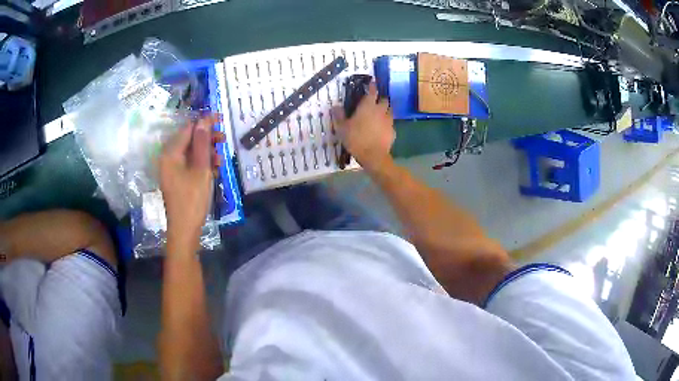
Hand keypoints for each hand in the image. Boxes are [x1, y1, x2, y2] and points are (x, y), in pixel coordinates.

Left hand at [159, 115, 221, 247]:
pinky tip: (213, 169)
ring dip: (206, 152)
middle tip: (223, 139)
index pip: (188, 129)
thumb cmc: (192, 199)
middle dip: (206, 138)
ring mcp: (171, 170)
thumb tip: (204, 120)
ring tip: (220, 159)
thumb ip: (202, 143)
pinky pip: (189, 164)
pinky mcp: (176, 179)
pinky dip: (201, 163)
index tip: (221, 119)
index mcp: (170, 154)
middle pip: (188, 140)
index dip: (204, 122)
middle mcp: (168, 158)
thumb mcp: (201, 169)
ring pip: (190, 152)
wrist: (185, 230)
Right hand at [332, 82, 394, 173]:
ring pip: (389, 111)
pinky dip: (387, 124)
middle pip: (384, 100)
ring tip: (379, 115)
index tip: (371, 83)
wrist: (373, 156)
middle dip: (380, 99)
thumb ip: (339, 115)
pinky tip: (382, 129)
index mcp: (368, 106)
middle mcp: (380, 110)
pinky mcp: (393, 131)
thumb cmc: (356, 139)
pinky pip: (390, 124)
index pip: (372, 91)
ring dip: (385, 111)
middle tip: (374, 103)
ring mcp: (388, 121)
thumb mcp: (342, 128)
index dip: (372, 86)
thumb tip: (335, 106)